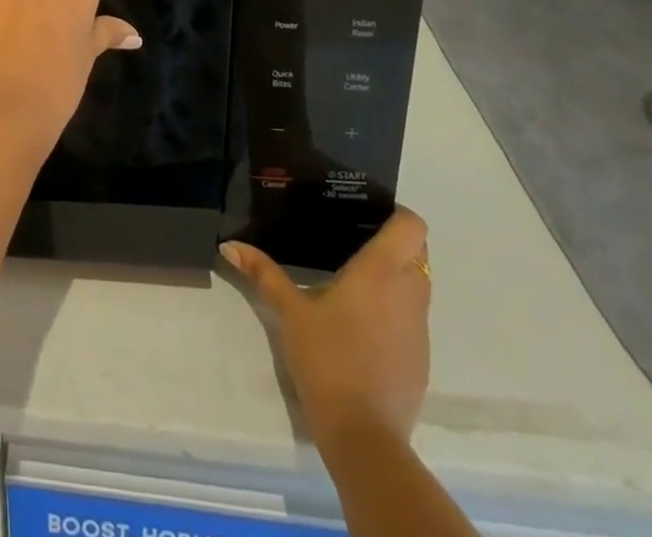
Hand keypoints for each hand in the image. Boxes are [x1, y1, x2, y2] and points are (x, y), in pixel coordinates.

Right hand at [221, 209, 431, 443]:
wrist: (364, 436)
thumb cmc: (327, 359)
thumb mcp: (289, 312)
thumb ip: (263, 273)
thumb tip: (229, 245)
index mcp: (381, 272)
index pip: (412, 226)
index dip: (396, 215)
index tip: (368, 215)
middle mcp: (409, 293)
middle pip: (417, 252)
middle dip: (393, 243)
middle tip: (354, 241)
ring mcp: (420, 329)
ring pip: (419, 285)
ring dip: (396, 277)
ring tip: (355, 279)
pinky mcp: (421, 358)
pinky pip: (414, 318)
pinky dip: (396, 310)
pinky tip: (362, 323)